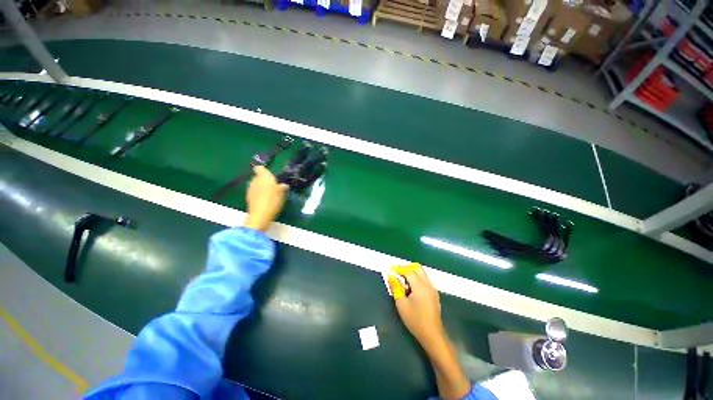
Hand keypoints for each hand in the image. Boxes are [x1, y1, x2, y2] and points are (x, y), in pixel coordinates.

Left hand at [243, 166, 288, 231]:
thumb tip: (284, 185)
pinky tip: (265, 201)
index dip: (264, 170)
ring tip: (270, 195)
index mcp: (264, 176)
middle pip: (258, 177)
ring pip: (256, 185)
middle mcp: (255, 180)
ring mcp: (250, 189)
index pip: (260, 168)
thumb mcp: (282, 193)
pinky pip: (255, 193)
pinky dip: (259, 195)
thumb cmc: (273, 200)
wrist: (260, 215)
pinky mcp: (248, 197)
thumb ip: (282, 187)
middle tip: (274, 187)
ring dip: (262, 188)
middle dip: (264, 181)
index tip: (270, 175)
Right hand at [388, 264, 445, 348]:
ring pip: (421, 273)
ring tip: (402, 281)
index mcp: (420, 286)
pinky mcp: (434, 294)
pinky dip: (416, 279)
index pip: (408, 271)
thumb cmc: (415, 320)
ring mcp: (432, 289)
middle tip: (396, 273)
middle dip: (406, 268)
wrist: (432, 335)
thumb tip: (391, 276)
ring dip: (411, 273)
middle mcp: (428, 284)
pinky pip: (424, 280)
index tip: (390, 270)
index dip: (398, 269)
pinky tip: (410, 289)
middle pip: (417, 268)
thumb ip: (396, 288)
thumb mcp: (401, 304)